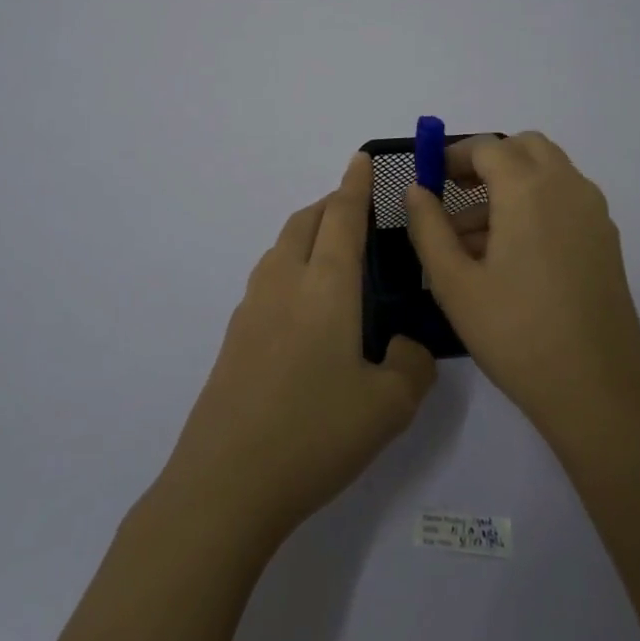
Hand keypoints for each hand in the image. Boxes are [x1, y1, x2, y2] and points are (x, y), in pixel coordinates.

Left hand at [162, 153, 436, 543]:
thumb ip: (412, 366)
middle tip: (357, 208)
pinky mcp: (235, 336)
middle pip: (305, 221)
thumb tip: (406, 347)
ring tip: (333, 251)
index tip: (359, 159)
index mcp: (325, 286)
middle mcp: (285, 283)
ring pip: (282, 247)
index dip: (354, 185)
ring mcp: (252, 308)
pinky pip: (268, 277)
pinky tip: (305, 304)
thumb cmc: (315, 433)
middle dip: (330, 203)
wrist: (226, 481)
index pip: (342, 217)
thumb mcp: (389, 406)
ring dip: (307, 232)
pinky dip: (291, 264)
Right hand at [405, 132, 639, 447]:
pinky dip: (535, 204)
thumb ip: (428, 227)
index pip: (487, 148)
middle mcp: (568, 188)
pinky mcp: (606, 240)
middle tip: (455, 193)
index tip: (430, 179)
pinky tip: (510, 256)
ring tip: (472, 240)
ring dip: (510, 184)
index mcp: (529, 190)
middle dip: (487, 161)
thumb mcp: (454, 283)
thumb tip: (416, 190)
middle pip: (525, 147)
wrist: (598, 391)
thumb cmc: (516, 334)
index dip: (453, 156)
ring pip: (548, 173)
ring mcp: (594, 213)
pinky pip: (565, 200)